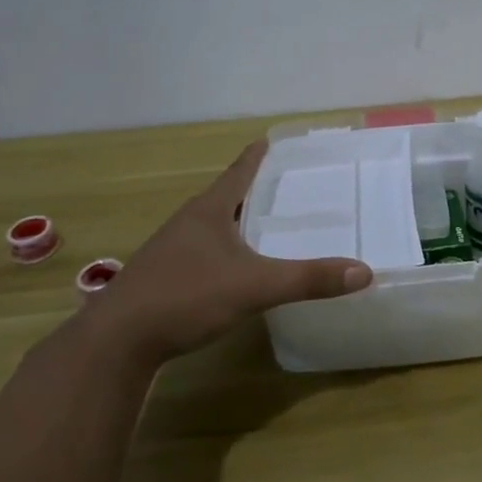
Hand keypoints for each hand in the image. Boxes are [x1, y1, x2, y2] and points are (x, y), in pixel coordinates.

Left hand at [88, 141, 371, 364]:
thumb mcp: (254, 287)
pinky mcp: (164, 276)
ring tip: (269, 223)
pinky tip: (237, 267)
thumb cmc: (185, 297)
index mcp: (209, 210)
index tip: (275, 139)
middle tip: (290, 185)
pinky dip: (227, 248)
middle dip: (256, 188)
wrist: (117, 342)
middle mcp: (189, 222)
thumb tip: (364, 271)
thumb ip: (308, 279)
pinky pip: (204, 250)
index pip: (240, 171)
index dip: (259, 155)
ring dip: (239, 220)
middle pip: (227, 196)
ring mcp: (172, 249)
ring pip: (214, 225)